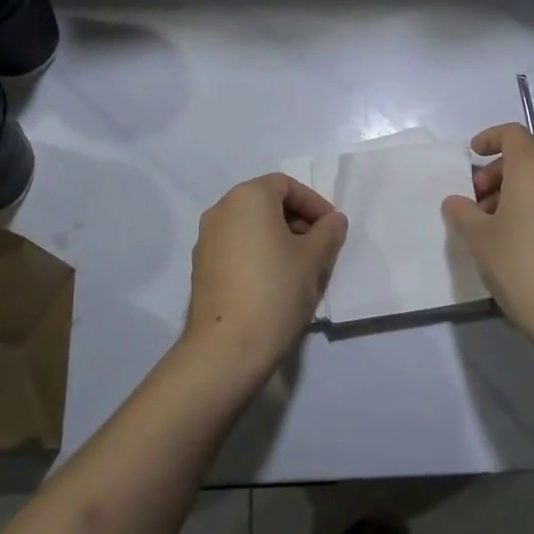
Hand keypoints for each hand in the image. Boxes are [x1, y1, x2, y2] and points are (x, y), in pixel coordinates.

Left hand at [183, 173, 347, 379]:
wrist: (227, 348)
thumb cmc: (276, 290)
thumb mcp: (314, 258)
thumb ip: (328, 232)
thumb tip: (333, 220)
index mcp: (247, 197)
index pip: (286, 185)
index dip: (314, 203)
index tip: (332, 229)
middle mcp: (220, 210)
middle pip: (266, 203)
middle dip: (296, 220)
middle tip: (319, 248)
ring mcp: (206, 239)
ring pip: (250, 227)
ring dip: (278, 238)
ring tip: (300, 268)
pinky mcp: (200, 267)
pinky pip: (236, 248)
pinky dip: (258, 254)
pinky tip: (275, 283)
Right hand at [442, 124, 533, 349]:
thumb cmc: (521, 264)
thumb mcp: (479, 238)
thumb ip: (462, 213)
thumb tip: (456, 202)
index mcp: (532, 169)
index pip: (513, 134)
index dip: (490, 138)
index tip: (471, 156)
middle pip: (526, 157)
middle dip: (496, 171)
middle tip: (475, 199)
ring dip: (512, 192)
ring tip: (489, 225)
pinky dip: (530, 208)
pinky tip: (513, 242)